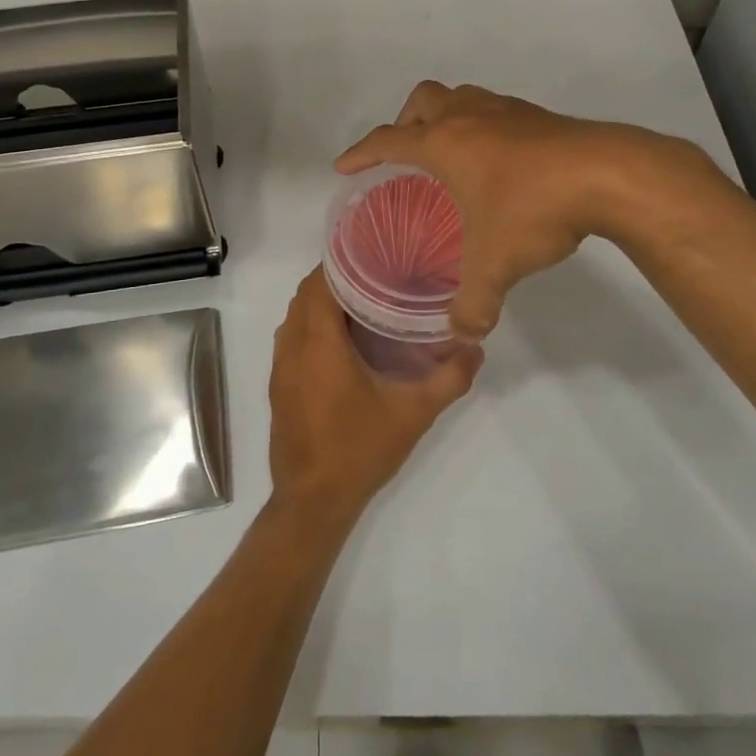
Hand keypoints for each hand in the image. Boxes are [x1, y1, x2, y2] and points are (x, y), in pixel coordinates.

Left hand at [268, 268, 481, 528]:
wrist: (312, 501)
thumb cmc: (360, 450)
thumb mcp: (413, 414)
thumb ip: (449, 378)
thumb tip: (475, 346)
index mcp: (319, 344)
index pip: (320, 283)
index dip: (342, 263)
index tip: (374, 254)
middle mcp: (292, 347)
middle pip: (306, 294)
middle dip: (336, 278)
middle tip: (377, 275)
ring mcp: (281, 366)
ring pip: (296, 315)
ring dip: (322, 302)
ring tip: (364, 300)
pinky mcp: (279, 384)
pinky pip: (292, 337)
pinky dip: (313, 325)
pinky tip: (345, 340)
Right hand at [336, 82, 713, 338]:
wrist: (608, 175)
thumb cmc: (533, 208)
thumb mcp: (495, 264)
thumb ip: (473, 303)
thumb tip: (462, 333)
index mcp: (444, 143)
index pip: (387, 141)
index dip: (361, 153)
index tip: (344, 166)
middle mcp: (469, 116)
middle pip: (422, 100)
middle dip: (405, 122)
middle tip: (407, 155)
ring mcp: (506, 111)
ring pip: (461, 97)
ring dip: (447, 117)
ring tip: (452, 155)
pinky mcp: (539, 116)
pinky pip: (495, 110)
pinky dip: (484, 127)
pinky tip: (501, 163)